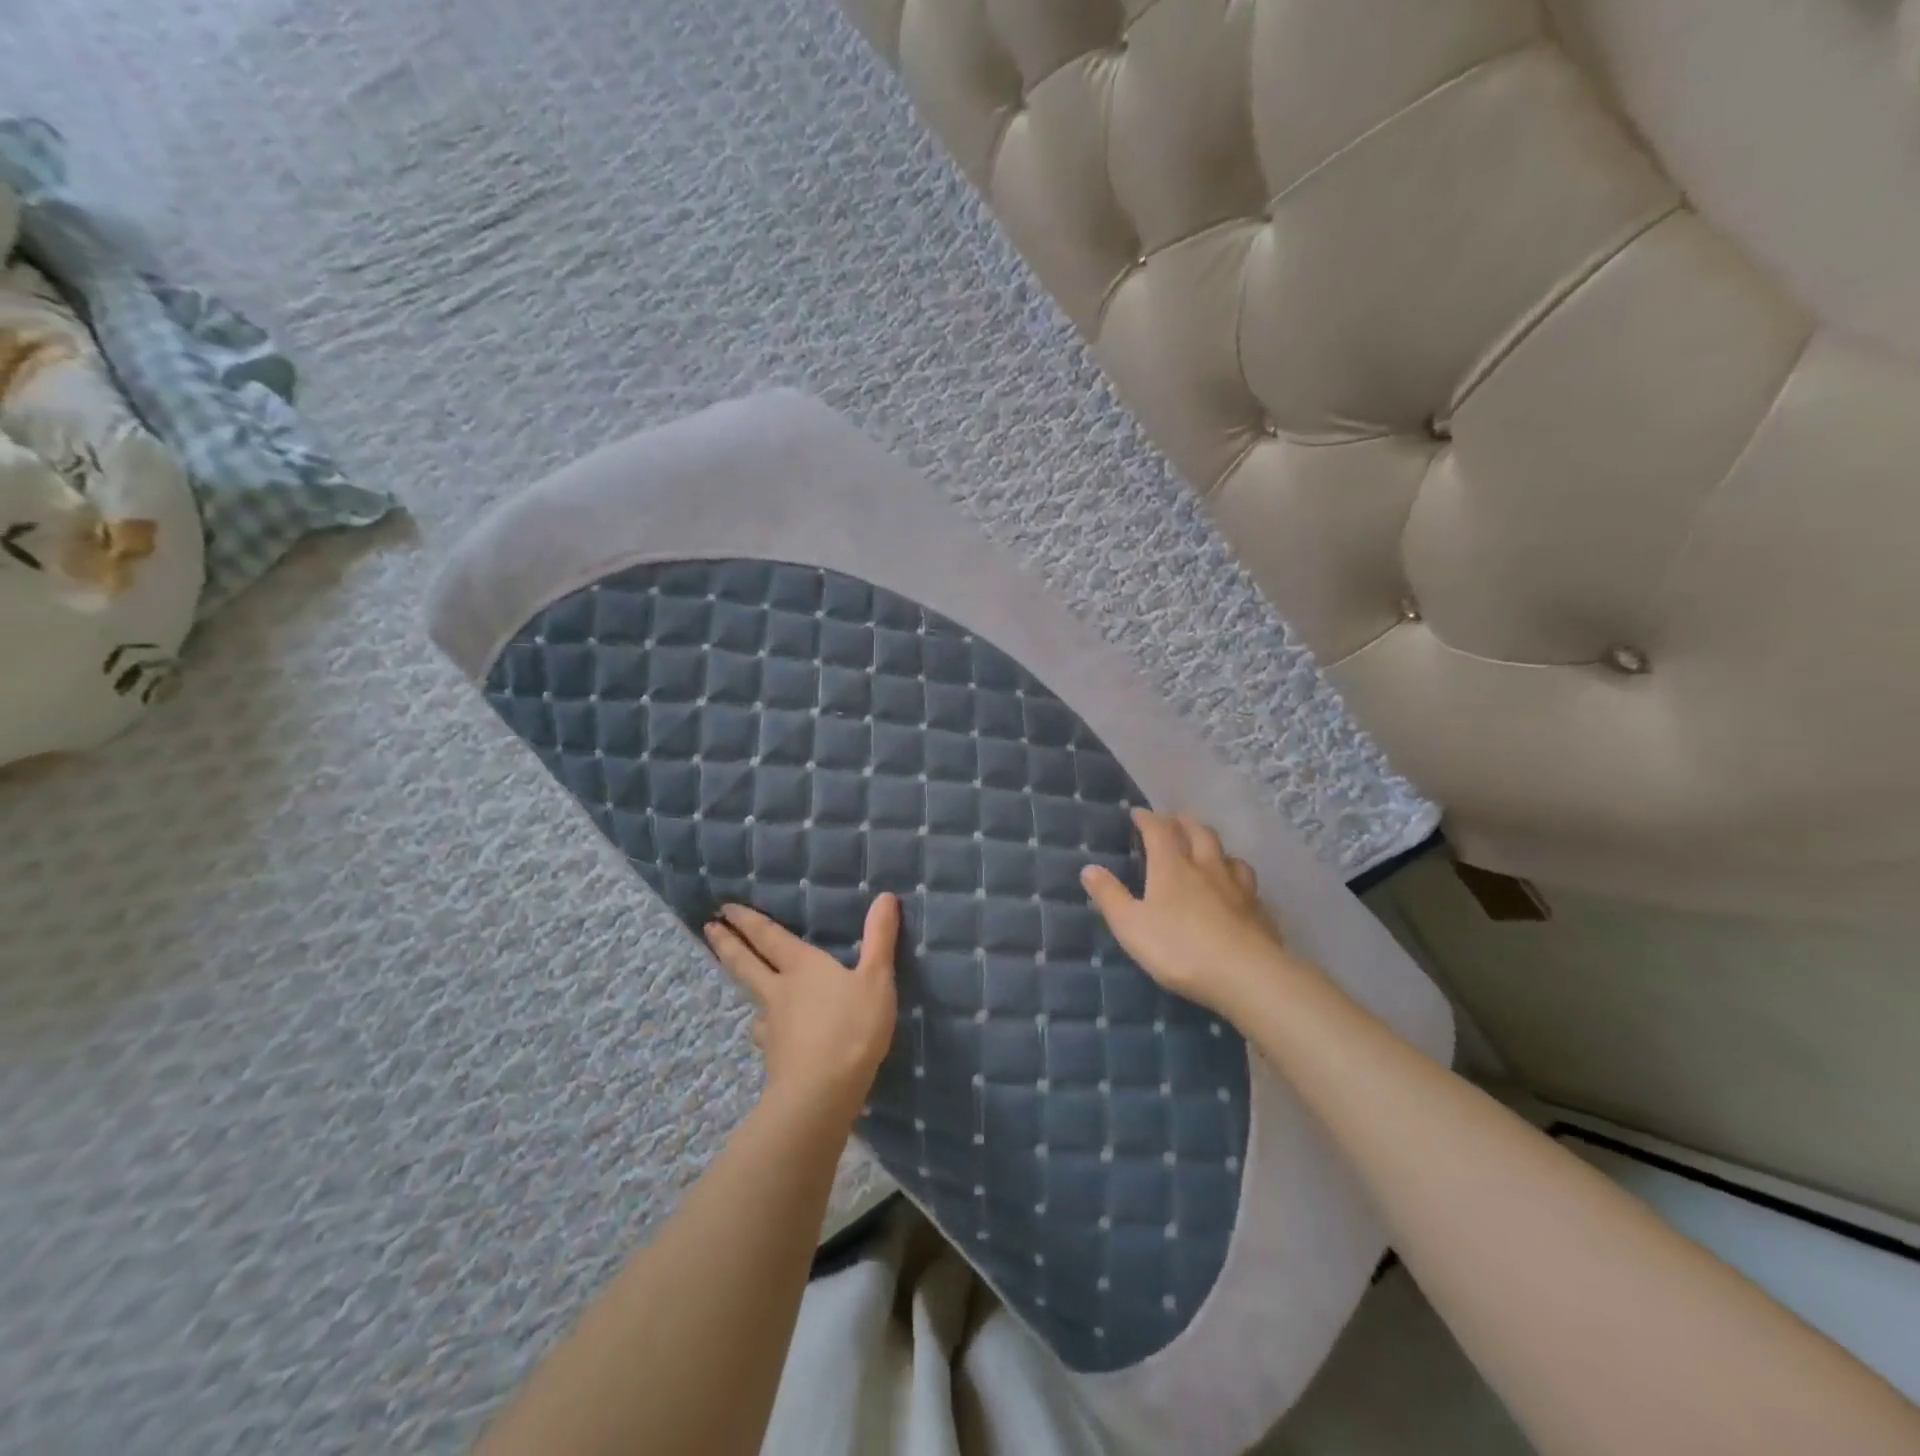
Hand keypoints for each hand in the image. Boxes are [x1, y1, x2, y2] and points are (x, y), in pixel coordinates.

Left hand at [703, 896, 899, 1122]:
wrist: (821, 1093)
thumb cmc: (852, 1028)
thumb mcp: (876, 978)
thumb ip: (879, 938)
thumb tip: (885, 895)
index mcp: (801, 966)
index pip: (768, 937)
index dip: (748, 920)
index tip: (725, 908)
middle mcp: (779, 991)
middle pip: (746, 963)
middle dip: (727, 944)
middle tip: (708, 928)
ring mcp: (772, 1027)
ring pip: (752, 999)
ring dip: (743, 985)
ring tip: (740, 982)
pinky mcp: (774, 1057)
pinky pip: (765, 1033)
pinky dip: (764, 1026)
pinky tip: (767, 1033)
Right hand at [1081, 810, 1314, 1018]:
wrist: (1246, 975)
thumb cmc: (1179, 948)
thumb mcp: (1131, 925)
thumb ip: (1109, 896)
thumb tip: (1088, 867)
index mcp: (1172, 867)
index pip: (1159, 830)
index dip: (1148, 819)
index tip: (1138, 813)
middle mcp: (1206, 868)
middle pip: (1199, 833)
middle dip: (1184, 823)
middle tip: (1174, 821)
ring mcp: (1238, 888)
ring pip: (1228, 856)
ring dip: (1215, 848)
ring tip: (1208, 852)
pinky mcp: (1260, 911)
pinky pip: (1248, 884)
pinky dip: (1238, 879)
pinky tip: (1237, 891)